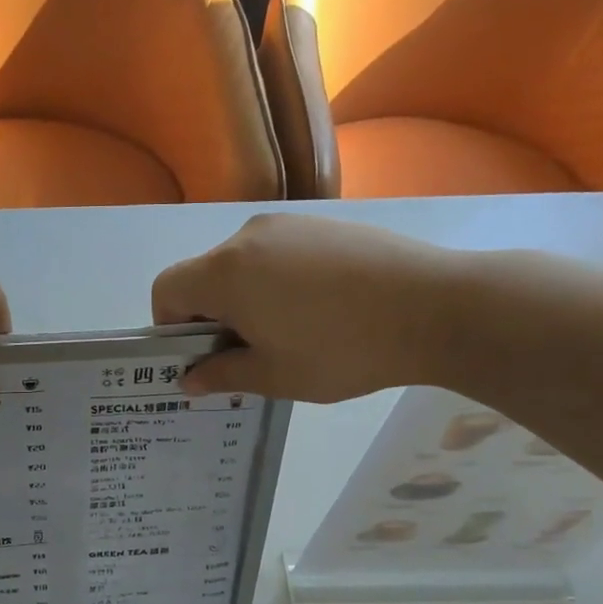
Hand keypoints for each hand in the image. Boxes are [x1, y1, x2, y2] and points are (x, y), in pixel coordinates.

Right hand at [151, 214, 459, 401]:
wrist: (436, 307)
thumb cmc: (341, 349)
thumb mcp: (275, 376)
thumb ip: (222, 375)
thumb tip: (190, 379)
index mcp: (225, 271)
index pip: (167, 289)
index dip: (170, 327)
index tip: (204, 356)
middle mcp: (248, 236)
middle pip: (204, 275)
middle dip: (212, 316)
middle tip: (250, 354)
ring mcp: (290, 224)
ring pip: (243, 264)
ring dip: (247, 299)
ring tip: (291, 334)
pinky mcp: (325, 224)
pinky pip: (279, 254)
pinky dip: (278, 282)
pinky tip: (322, 310)